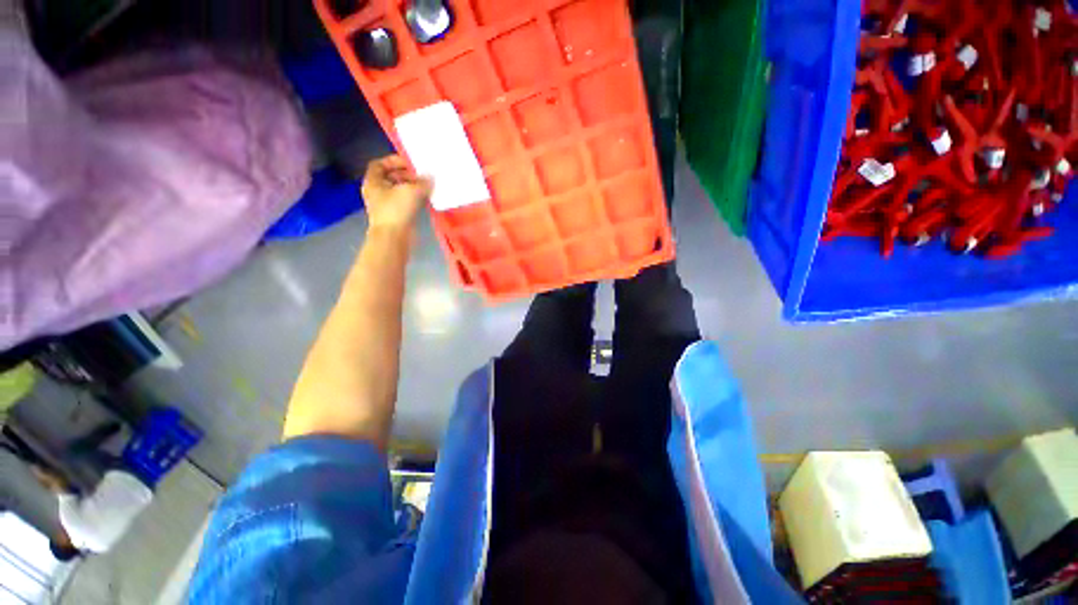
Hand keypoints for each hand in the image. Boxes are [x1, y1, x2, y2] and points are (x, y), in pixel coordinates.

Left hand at [361, 155, 432, 233]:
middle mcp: (377, 191)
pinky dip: (414, 199)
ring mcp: (386, 205)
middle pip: (391, 177)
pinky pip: (405, 202)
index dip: (394, 161)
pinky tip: (426, 199)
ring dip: (412, 188)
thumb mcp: (411, 191)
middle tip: (422, 176)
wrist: (393, 237)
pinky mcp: (396, 216)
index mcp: (373, 181)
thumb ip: (423, 182)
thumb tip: (431, 177)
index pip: (380, 164)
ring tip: (427, 187)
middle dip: (406, 175)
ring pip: (399, 191)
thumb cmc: (396, 210)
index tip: (410, 162)